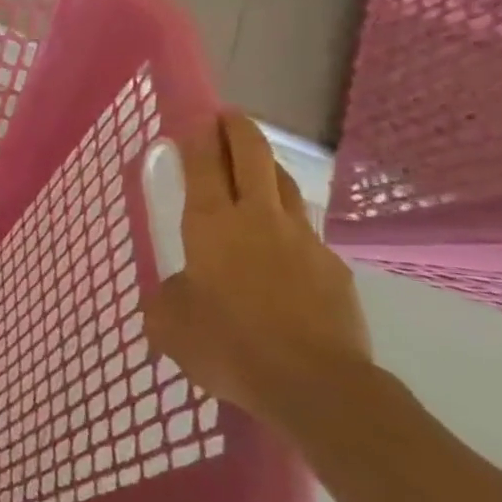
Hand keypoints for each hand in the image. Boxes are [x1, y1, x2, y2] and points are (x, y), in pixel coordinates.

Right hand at [143, 111, 371, 430]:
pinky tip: (283, 249)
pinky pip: (306, 234)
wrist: (317, 386)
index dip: (197, 133)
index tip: (193, 115)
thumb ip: (167, 298)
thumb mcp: (171, 325)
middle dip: (238, 129)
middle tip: (228, 117)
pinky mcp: (333, 269)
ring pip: (284, 186)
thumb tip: (178, 291)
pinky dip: (289, 227)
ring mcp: (302, 240)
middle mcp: (257, 218)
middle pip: (252, 155)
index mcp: (212, 223)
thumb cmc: (230, 345)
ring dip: (267, 168)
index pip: (203, 162)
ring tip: (256, 167)